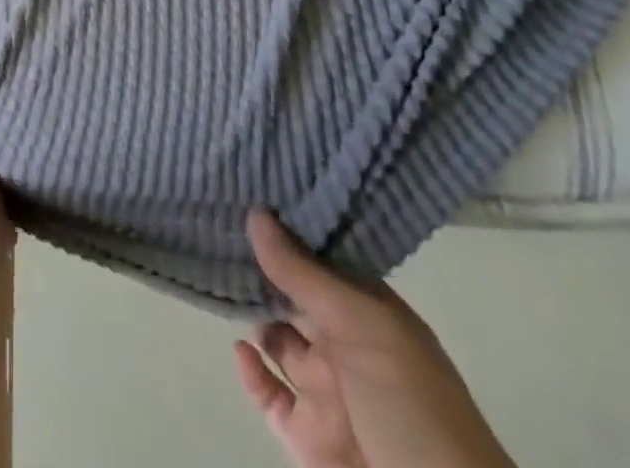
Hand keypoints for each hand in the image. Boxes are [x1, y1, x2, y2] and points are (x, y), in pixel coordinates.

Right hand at [234, 211, 515, 467]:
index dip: (290, 231)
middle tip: (222, 223)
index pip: (324, 262)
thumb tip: (255, 213)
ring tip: (217, 274)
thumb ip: (303, 274)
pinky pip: (268, 393)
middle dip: (263, 266)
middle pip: (296, 296)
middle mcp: (347, 347)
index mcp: (372, 317)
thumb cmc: (411, 404)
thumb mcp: (360, 325)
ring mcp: (326, 392)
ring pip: (277, 339)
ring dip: (252, 313)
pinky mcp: (305, 434)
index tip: (252, 194)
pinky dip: (250, 371)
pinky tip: (238, 348)